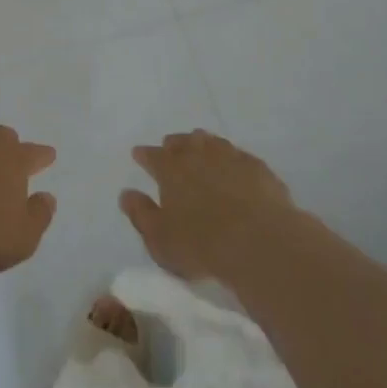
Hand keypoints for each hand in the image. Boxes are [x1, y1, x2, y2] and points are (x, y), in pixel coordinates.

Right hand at [121, 129, 295, 282]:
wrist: (261, 243)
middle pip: (181, 142)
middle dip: (173, 144)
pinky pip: (238, 155)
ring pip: (210, 142)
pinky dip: (231, 158)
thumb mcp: (160, 239)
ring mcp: (230, 157)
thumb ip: (141, 214)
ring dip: (202, 144)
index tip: (138, 154)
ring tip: (200, 148)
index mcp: (170, 169)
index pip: (152, 156)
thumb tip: (126, 194)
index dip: (144, 155)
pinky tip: (234, 166)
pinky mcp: (257, 167)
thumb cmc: (202, 245)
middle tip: (170, 148)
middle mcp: (197, 154)